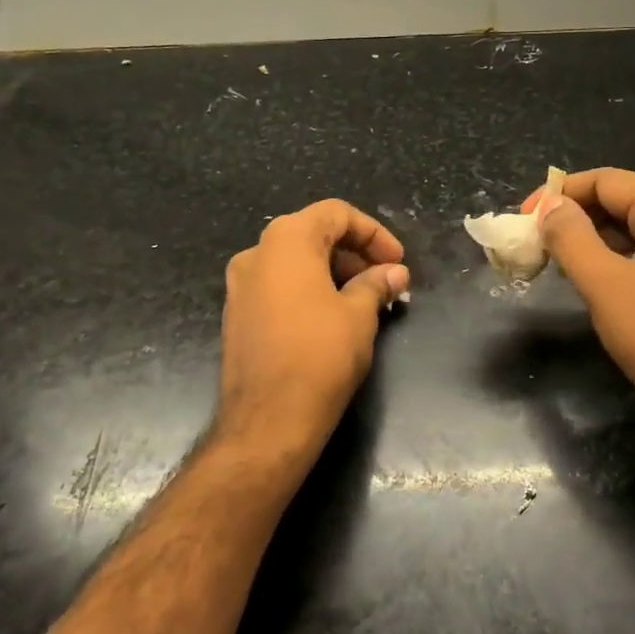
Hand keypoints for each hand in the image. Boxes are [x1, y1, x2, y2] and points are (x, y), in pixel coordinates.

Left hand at [218, 200, 409, 468]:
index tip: (397, 261)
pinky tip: (333, 317)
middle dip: (355, 253)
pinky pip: (279, 285)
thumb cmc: (320, 355)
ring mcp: (240, 284)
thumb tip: (395, 273)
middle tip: (385, 281)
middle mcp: (257, 253)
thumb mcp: (359, 314)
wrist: (267, 420)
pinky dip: (309, 289)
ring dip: (334, 271)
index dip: (373, 233)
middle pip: (313, 233)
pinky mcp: (237, 314)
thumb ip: (377, 284)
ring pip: (295, 261)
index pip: (336, 213)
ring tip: (365, 300)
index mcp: (286, 240)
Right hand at [529, 168, 634, 449]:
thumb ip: (570, 236)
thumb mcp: (603, 283)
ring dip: (597, 241)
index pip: (605, 181)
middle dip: (577, 218)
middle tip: (538, 243)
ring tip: (561, 263)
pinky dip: (623, 260)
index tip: (525, 218)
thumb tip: (550, 206)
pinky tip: (600, 282)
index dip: (559, 195)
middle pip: (624, 202)